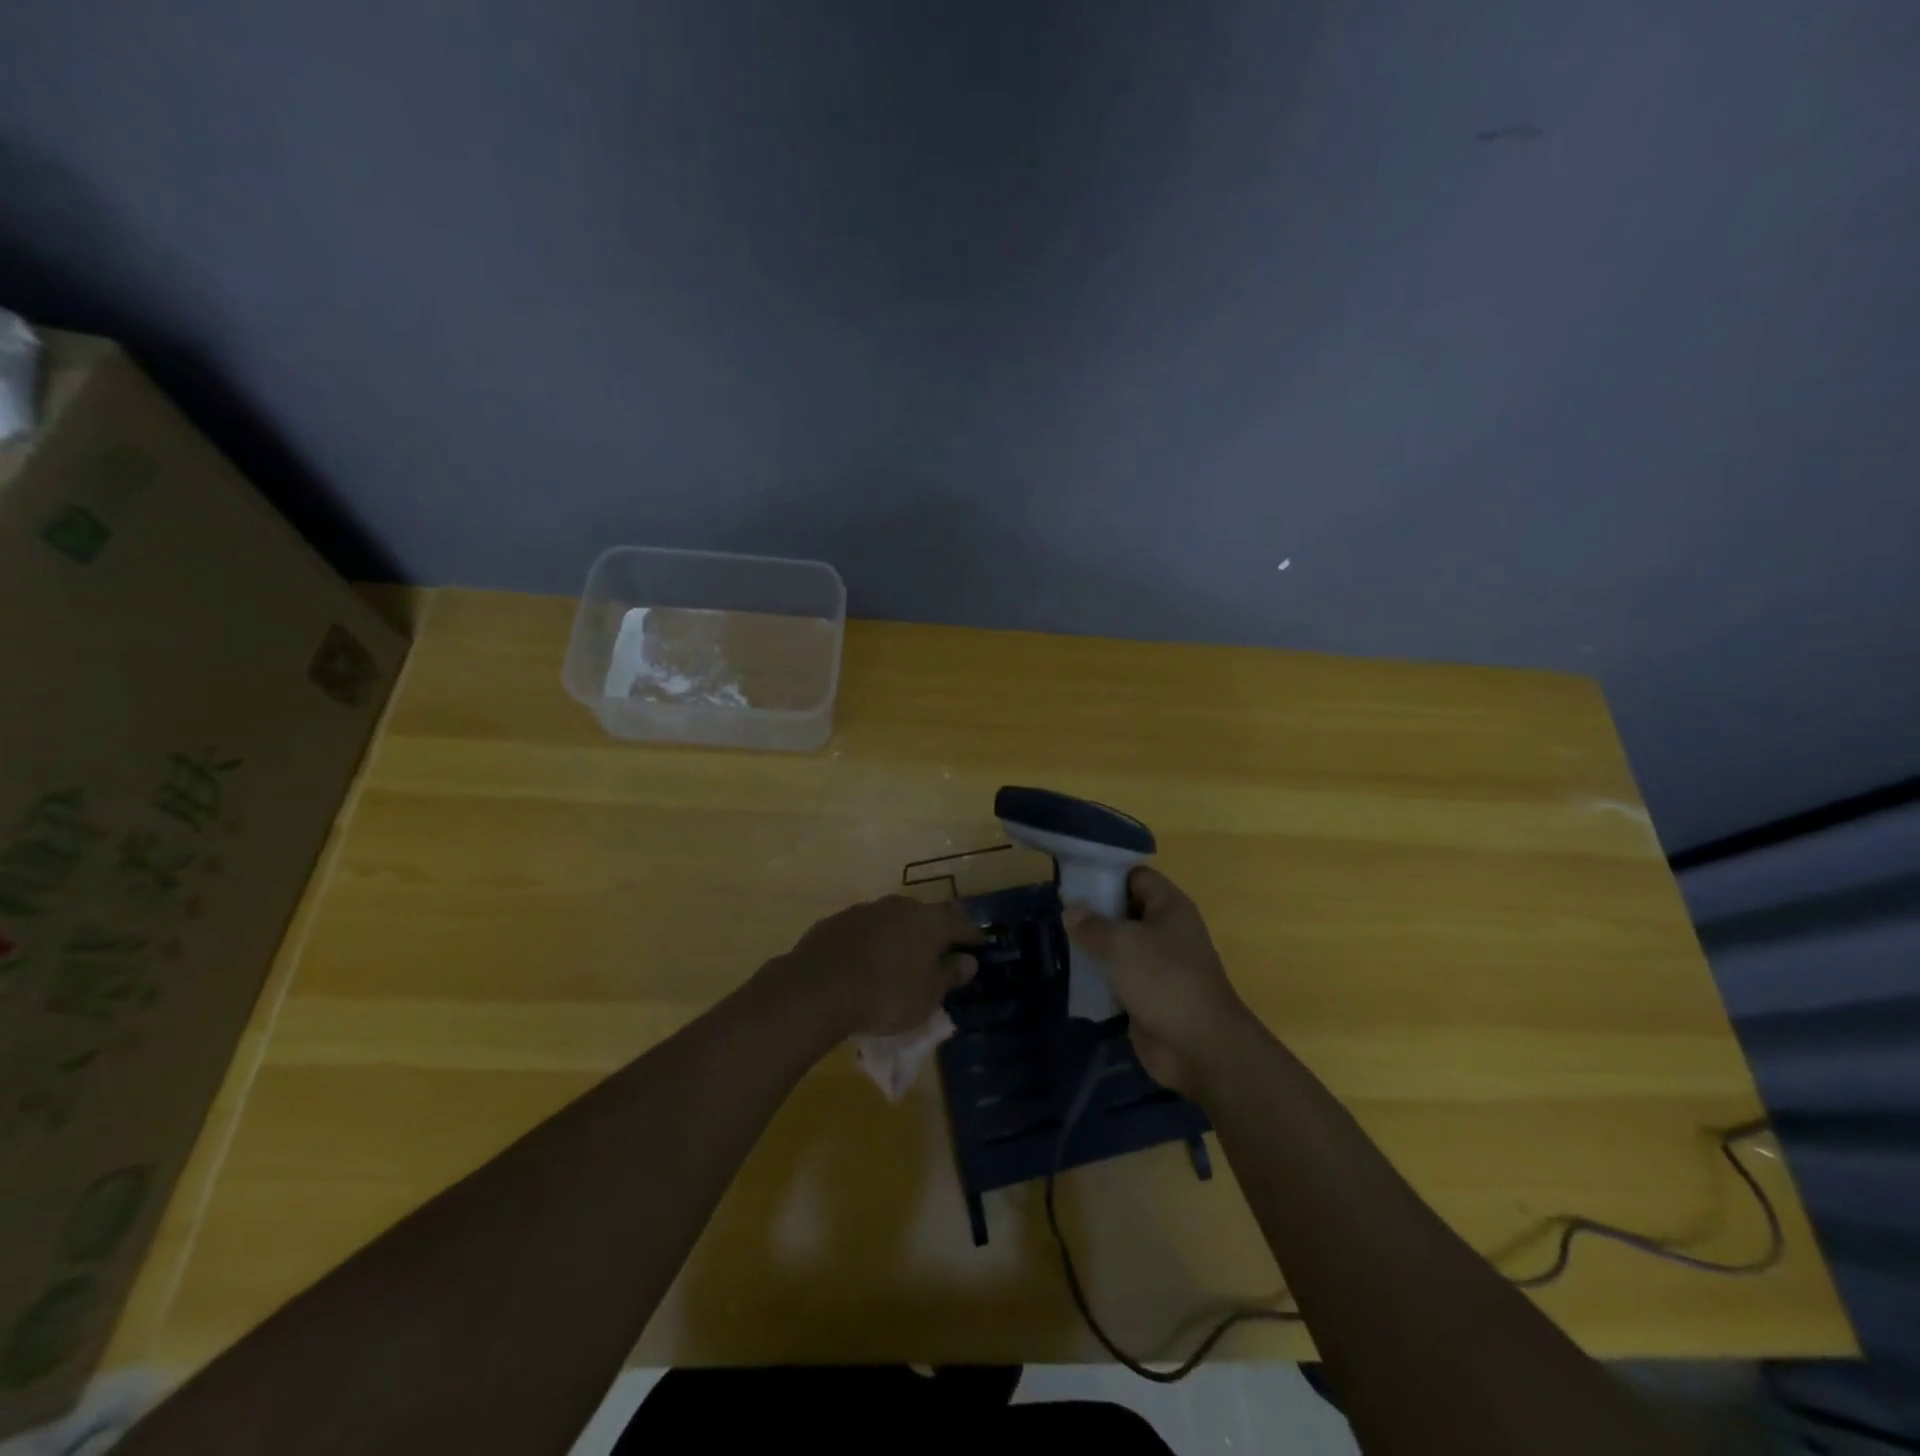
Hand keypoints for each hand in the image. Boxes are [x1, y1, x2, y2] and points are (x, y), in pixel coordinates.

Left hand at [773, 895, 982, 1038]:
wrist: (818, 989)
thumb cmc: (886, 995)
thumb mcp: (928, 996)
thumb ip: (949, 974)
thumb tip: (967, 960)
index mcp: (929, 921)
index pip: (960, 923)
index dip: (971, 937)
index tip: (976, 949)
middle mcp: (899, 906)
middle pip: (924, 917)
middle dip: (931, 935)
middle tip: (934, 958)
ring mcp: (864, 910)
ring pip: (891, 921)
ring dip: (898, 937)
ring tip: (895, 963)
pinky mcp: (835, 922)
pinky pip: (862, 931)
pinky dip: (869, 944)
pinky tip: (862, 965)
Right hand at [1063, 868, 1255, 1096]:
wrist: (1199, 1047)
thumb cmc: (1164, 980)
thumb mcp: (1122, 944)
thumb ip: (1092, 924)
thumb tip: (1070, 909)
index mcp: (1169, 907)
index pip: (1135, 876)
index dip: (1106, 874)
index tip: (1072, 881)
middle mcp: (1166, 930)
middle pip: (1125, 910)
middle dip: (1094, 912)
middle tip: (1058, 912)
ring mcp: (1158, 964)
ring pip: (1119, 945)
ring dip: (1094, 946)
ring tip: (1060, 941)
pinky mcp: (1148, 994)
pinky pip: (1118, 976)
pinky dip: (1099, 977)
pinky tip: (1073, 975)